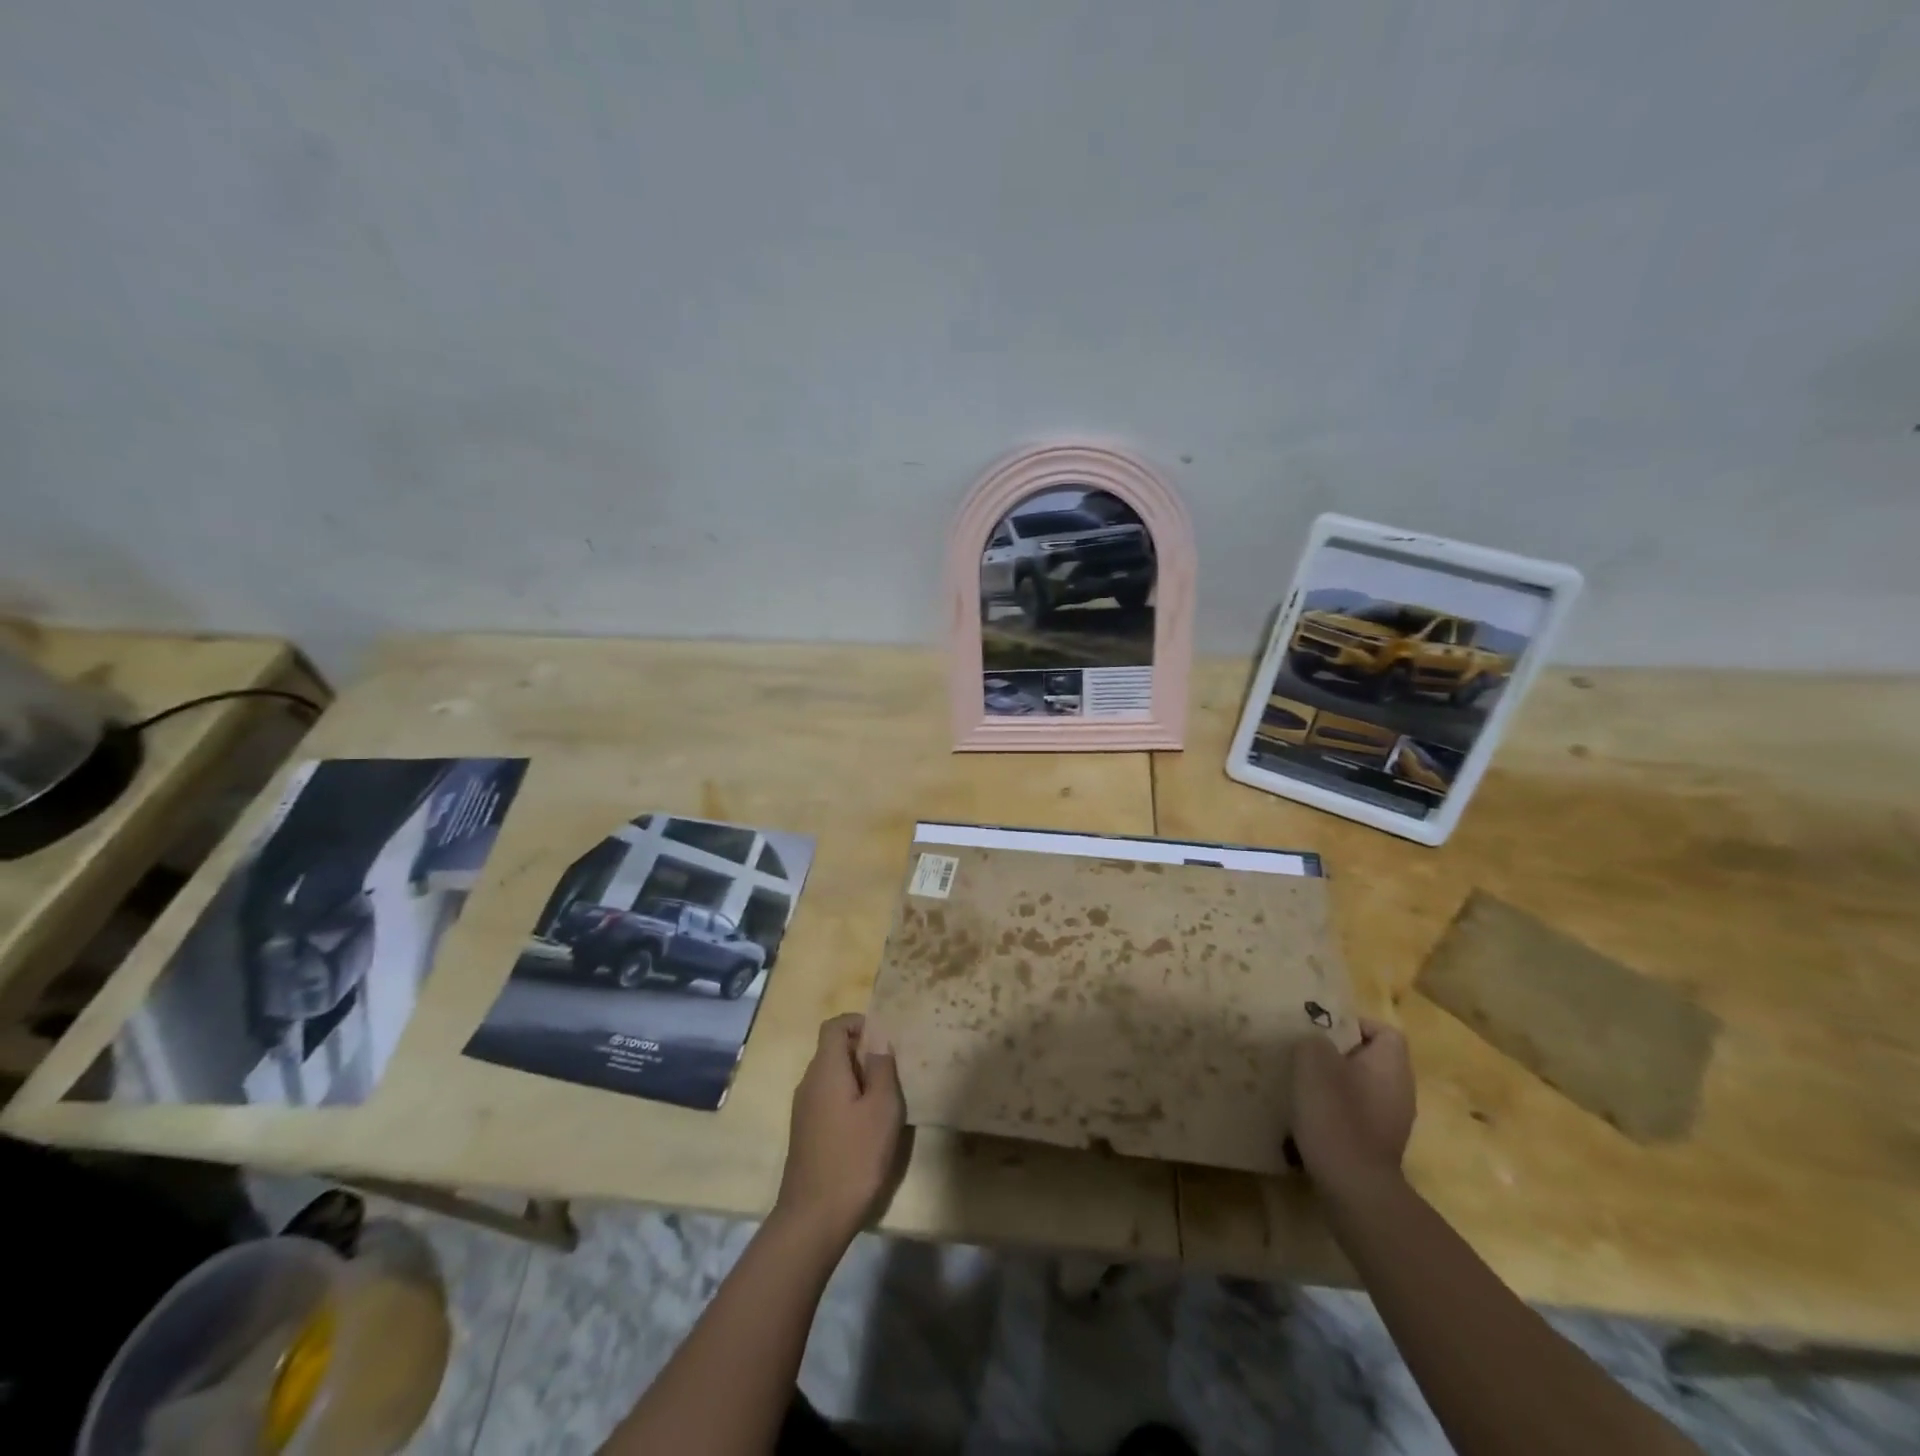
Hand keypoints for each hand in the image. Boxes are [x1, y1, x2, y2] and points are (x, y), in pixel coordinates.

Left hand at [773, 1014, 904, 1246]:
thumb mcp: (882, 1109)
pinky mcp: (805, 1132)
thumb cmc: (855, 1157)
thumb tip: (878, 1038)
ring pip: (831, 1076)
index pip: (835, 1026)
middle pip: (832, 1049)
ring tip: (883, 1102)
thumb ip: (881, 1069)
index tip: (884, 1041)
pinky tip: (866, 1127)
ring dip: (857, 1078)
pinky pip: (827, 1098)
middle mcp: (808, 1082)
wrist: (814, 1218)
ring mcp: (803, 1109)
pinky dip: (847, 1099)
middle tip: (891, 1074)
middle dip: (862, 1053)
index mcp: (825, 1070)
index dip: (859, 1024)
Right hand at [1289, 1018, 1415, 1195]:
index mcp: (1392, 1065)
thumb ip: (1313, 1040)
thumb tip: (1316, 1042)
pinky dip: (1338, 1110)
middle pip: (1371, 1059)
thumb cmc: (1336, 1116)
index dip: (1354, 1025)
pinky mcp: (1380, 1144)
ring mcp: (1393, 1120)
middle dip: (1338, 1054)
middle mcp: (1401, 1090)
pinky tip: (1313, 1118)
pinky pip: (1359, 1113)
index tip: (1323, 1032)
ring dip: (1335, 1083)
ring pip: (1362, 1086)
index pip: (1384, 1030)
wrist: (1354, 1188)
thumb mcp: (1313, 1062)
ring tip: (1304, 1086)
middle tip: (1306, 1056)